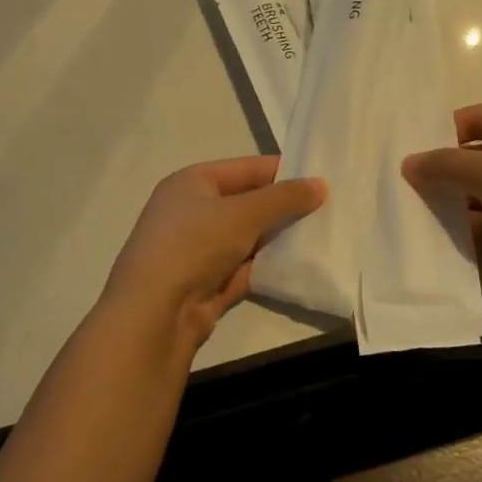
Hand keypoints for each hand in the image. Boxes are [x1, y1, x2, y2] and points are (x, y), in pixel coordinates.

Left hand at [102, 156, 325, 357]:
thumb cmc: (193, 245)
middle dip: (282, 208)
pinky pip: (243, 268)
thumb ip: (283, 199)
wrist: (154, 313)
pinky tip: (298, 266)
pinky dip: (266, 267)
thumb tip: (320, 184)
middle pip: (246, 203)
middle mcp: (190, 212)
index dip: (282, 172)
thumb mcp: (243, 214)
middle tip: (327, 210)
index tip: (320, 181)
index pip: (244, 169)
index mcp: (190, 183)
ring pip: (246, 238)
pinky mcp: (205, 283)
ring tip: (320, 236)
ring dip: (276, 239)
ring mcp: (196, 250)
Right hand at [402, 103, 481, 304]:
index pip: (475, 118)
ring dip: (453, 202)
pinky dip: (469, 229)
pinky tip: (437, 238)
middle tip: (402, 186)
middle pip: (477, 156)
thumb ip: (445, 165)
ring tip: (412, 213)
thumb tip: (407, 164)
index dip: (441, 133)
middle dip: (444, 171)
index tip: (406, 154)